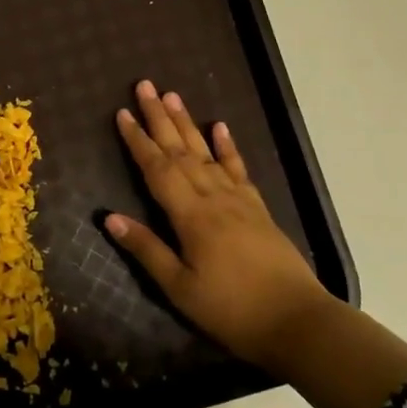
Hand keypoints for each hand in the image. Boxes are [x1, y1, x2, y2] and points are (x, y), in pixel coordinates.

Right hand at [104, 80, 334, 375]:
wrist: (297, 322)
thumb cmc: (231, 310)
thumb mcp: (180, 287)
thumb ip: (147, 249)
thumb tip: (109, 217)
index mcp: (191, 216)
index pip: (157, 169)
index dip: (138, 141)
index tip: (122, 113)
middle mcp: (214, 198)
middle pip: (181, 151)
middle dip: (160, 118)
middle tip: (145, 86)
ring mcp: (239, 200)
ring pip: (206, 153)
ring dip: (187, 123)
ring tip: (173, 95)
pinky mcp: (258, 209)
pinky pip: (238, 170)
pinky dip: (228, 147)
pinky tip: (219, 127)